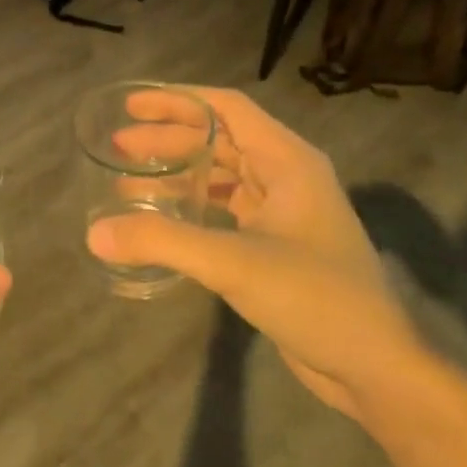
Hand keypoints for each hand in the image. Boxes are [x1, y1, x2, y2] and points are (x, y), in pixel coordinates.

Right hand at [87, 86, 420, 412]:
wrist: (372, 365)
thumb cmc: (314, 298)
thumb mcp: (233, 263)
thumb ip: (162, 241)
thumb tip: (93, 233)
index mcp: (288, 162)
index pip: (227, 109)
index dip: (178, 101)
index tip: (132, 105)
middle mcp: (287, 177)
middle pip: (220, 141)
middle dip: (168, 139)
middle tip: (117, 146)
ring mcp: (283, 213)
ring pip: (221, 177)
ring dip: (177, 175)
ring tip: (126, 182)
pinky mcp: (275, 246)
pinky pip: (224, 211)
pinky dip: (191, 208)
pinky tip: (160, 221)